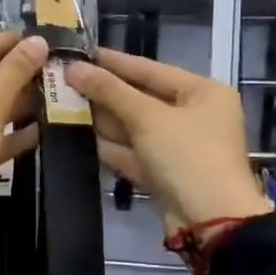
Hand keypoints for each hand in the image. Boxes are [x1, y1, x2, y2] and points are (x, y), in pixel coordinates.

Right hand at [67, 49, 268, 234]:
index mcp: (203, 92)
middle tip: (64, 80)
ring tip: (63, 105)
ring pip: (136, 127)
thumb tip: (74, 67)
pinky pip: (135, 153)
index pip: (151, 69)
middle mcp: (195, 116)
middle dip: (105, 93)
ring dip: (103, 120)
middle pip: (142, 98)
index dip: (114, 62)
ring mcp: (180, 147)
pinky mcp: (166, 174)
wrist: (211, 222)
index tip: (80, 52)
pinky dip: (112, 147)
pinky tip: (79, 138)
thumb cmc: (187, 156)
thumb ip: (110, 91)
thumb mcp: (148, 117)